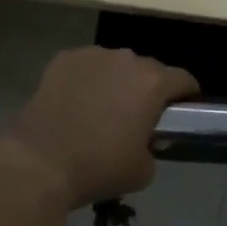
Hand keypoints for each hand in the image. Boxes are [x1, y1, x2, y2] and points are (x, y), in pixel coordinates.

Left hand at [0, 47, 198, 209]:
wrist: (39, 162)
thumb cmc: (98, 167)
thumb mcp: (142, 171)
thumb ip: (154, 148)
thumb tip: (148, 140)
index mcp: (153, 83)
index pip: (183, 79)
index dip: (187, 94)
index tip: (182, 110)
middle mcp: (127, 59)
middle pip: (149, 68)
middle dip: (148, 87)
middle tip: (138, 114)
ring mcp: (93, 54)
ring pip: (116, 64)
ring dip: (117, 80)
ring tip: (103, 106)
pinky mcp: (64, 58)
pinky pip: (86, 66)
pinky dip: (87, 79)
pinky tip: (76, 101)